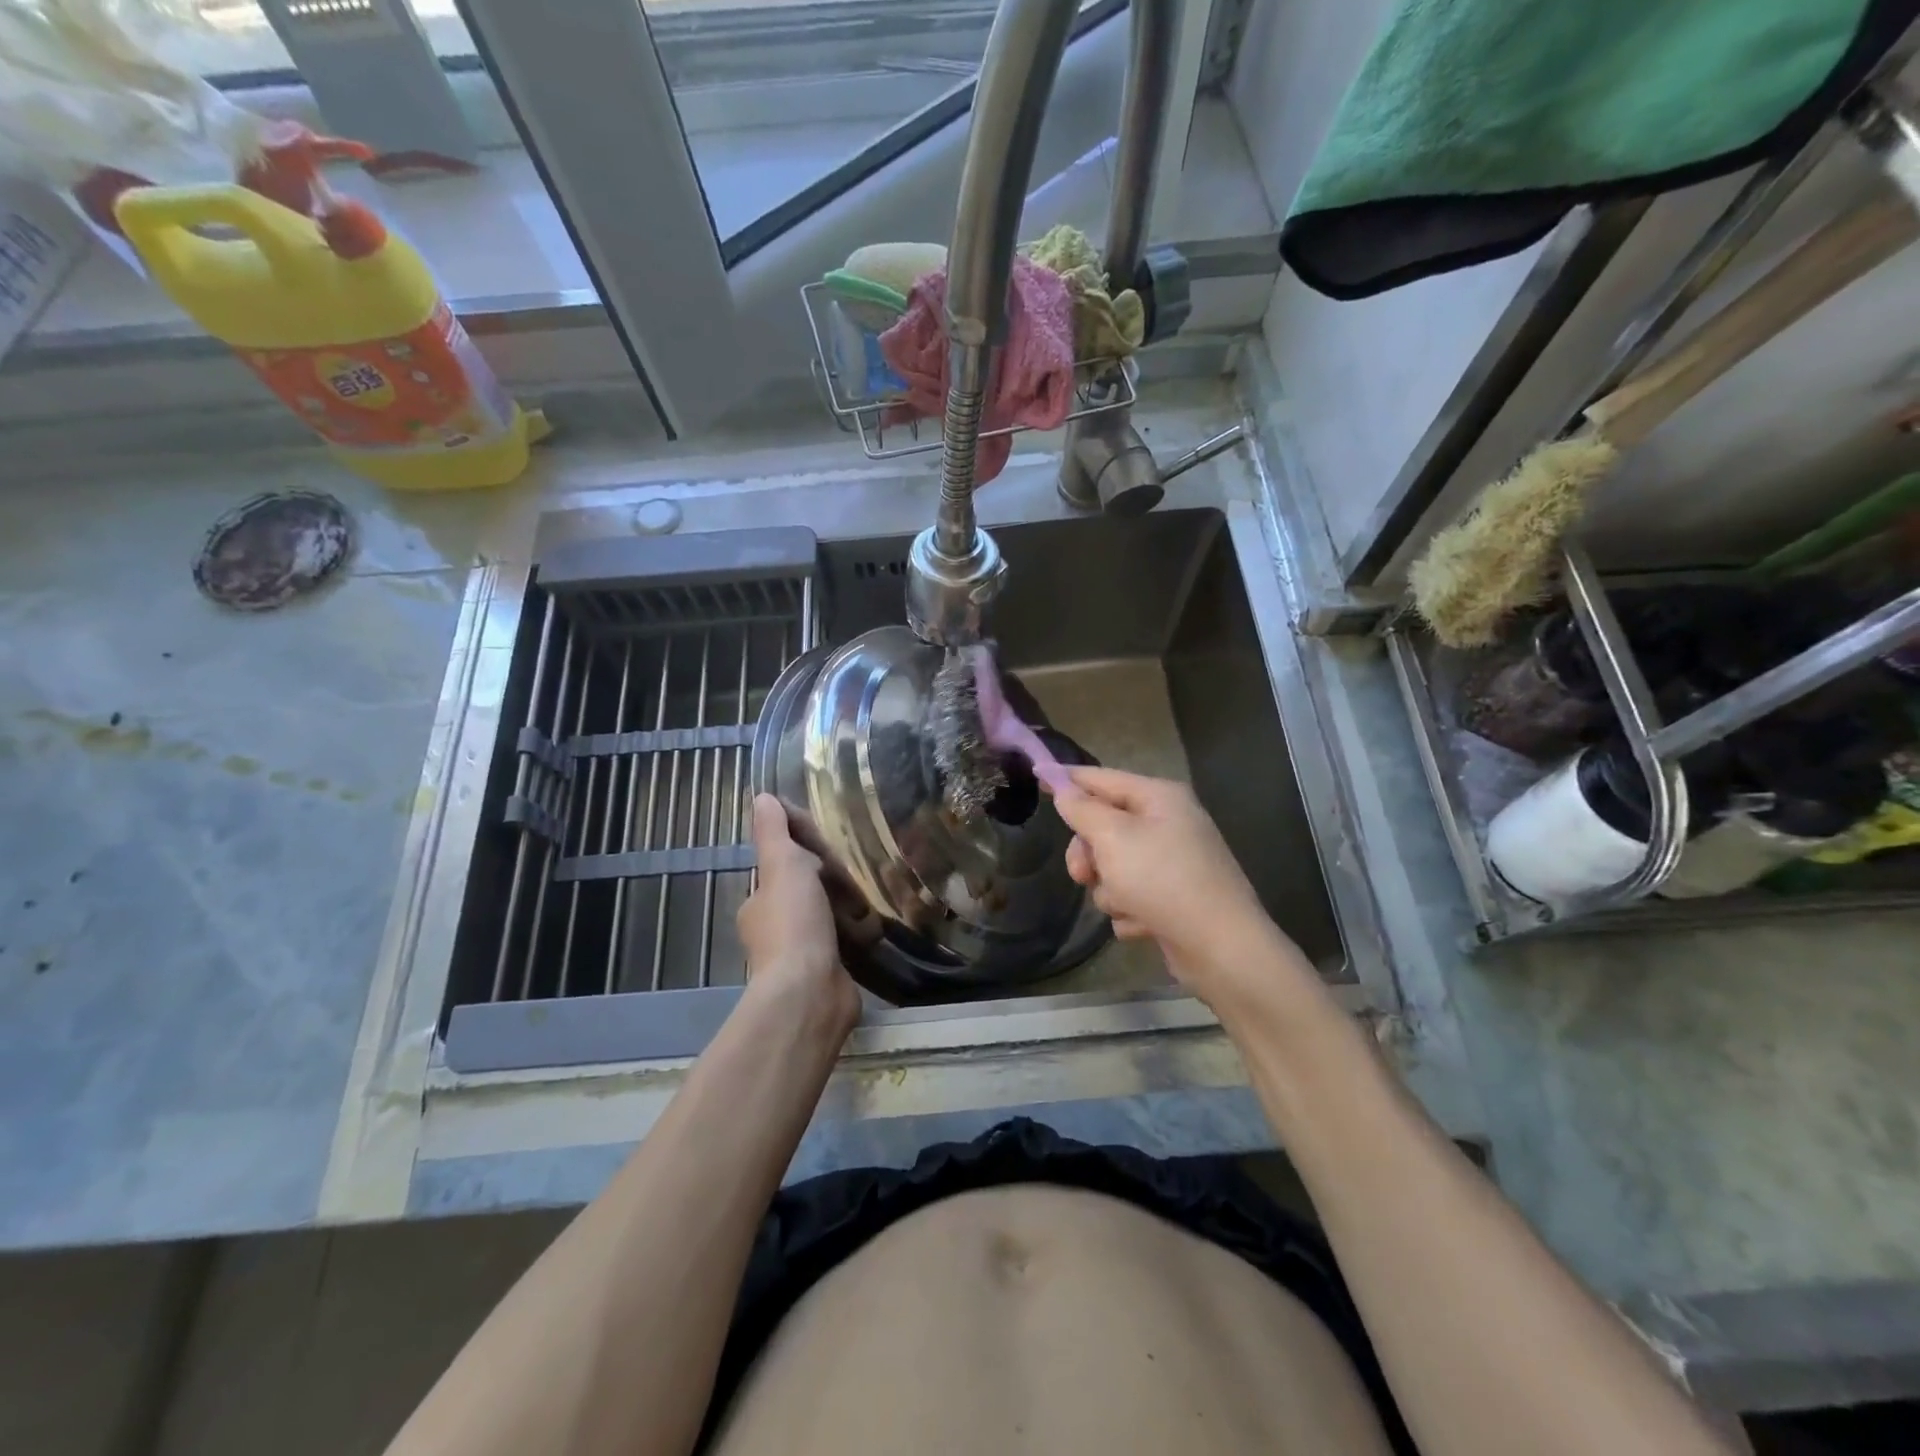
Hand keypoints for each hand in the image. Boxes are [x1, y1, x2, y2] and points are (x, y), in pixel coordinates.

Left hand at [737, 795, 860, 1038]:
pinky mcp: (826, 974)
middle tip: (857, 874)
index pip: (782, 865)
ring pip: (827, 917)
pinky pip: (843, 943)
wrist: (810, 995)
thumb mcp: (783, 866)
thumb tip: (761, 796)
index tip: (830, 847)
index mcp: (759, 902)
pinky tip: (876, 928)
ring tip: (872, 899)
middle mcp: (774, 928)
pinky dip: (857, 934)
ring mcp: (800, 954)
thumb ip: (774, 833)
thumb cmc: (794, 924)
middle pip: (807, 891)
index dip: (805, 851)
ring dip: (848, 909)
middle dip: (832, 882)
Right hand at [1052, 767, 1290, 1005]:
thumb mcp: (1113, 837)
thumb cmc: (1164, 880)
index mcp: (1159, 797)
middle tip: (1083, 875)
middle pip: (1104, 827)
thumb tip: (1063, 787)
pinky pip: (1131, 895)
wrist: (1220, 947)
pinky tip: (1144, 923)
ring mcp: (1173, 862)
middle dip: (1089, 854)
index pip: (1101, 777)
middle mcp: (1168, 823)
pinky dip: (1131, 910)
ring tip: (1127, 904)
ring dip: (1110, 889)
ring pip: (1113, 866)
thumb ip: (1082, 809)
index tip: (1036, 775)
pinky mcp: (1173, 898)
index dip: (1067, 778)